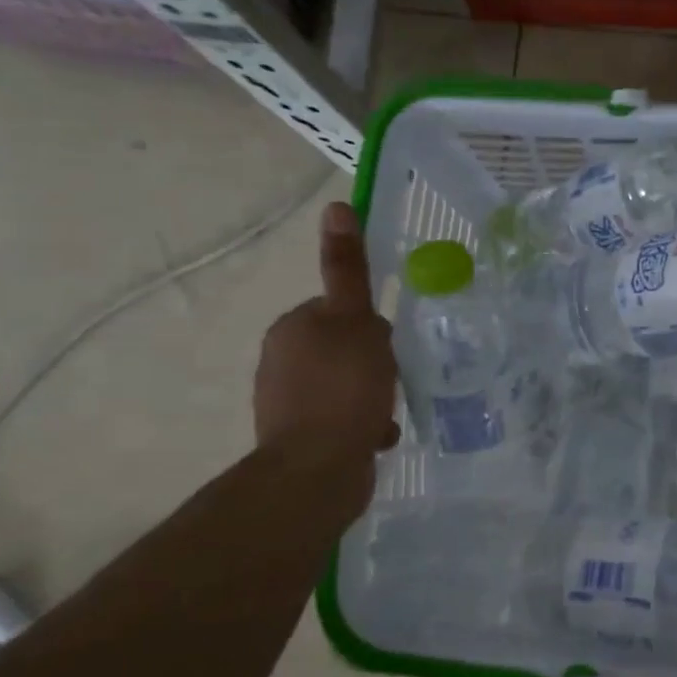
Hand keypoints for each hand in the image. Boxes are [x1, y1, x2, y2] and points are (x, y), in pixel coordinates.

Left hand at [254, 202, 400, 453]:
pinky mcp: (298, 437)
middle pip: (345, 348)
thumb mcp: (355, 322)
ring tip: (386, 412)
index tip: (389, 346)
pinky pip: (340, 418)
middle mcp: (282, 359)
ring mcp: (287, 401)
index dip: (371, 326)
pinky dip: (360, 424)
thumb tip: (336, 206)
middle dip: (374, 364)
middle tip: (394, 379)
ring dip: (371, 396)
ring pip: (345, 385)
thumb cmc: (343, 389)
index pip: (341, 311)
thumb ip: (348, 269)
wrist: (317, 470)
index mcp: (293, 327)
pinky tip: (375, 436)